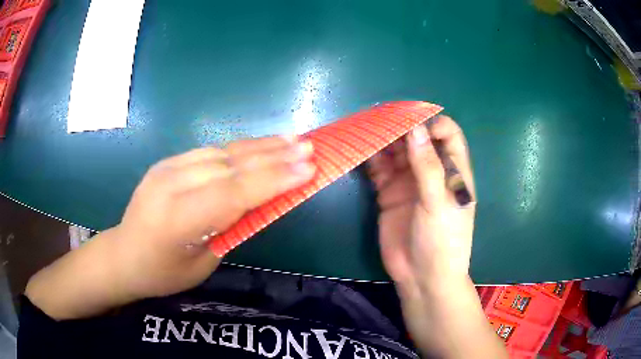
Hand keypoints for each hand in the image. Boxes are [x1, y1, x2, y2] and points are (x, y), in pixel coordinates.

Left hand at [26, 136, 315, 318]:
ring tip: (292, 141)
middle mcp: (169, 185)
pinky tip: (259, 147)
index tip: (308, 169)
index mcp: (176, 220)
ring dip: (260, 146)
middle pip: (229, 165)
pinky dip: (239, 148)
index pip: (232, 193)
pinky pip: (209, 152)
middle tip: (309, 147)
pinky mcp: (166, 162)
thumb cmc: (163, 273)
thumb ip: (229, 228)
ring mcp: (166, 168)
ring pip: (221, 152)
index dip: (273, 179)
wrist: (122, 254)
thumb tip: (259, 201)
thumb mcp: (202, 264)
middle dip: (274, 156)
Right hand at [368, 115, 475, 287]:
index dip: (432, 123)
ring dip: (383, 141)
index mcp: (453, 170)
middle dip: (401, 128)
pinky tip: (361, 153)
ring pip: (396, 152)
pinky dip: (371, 159)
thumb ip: (428, 166)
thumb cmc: (442, 241)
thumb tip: (415, 128)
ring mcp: (409, 182)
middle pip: (418, 138)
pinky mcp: (389, 193)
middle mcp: (432, 171)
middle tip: (380, 120)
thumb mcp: (439, 202)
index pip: (447, 133)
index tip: (411, 122)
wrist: (421, 278)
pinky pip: (380, 169)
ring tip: (367, 132)